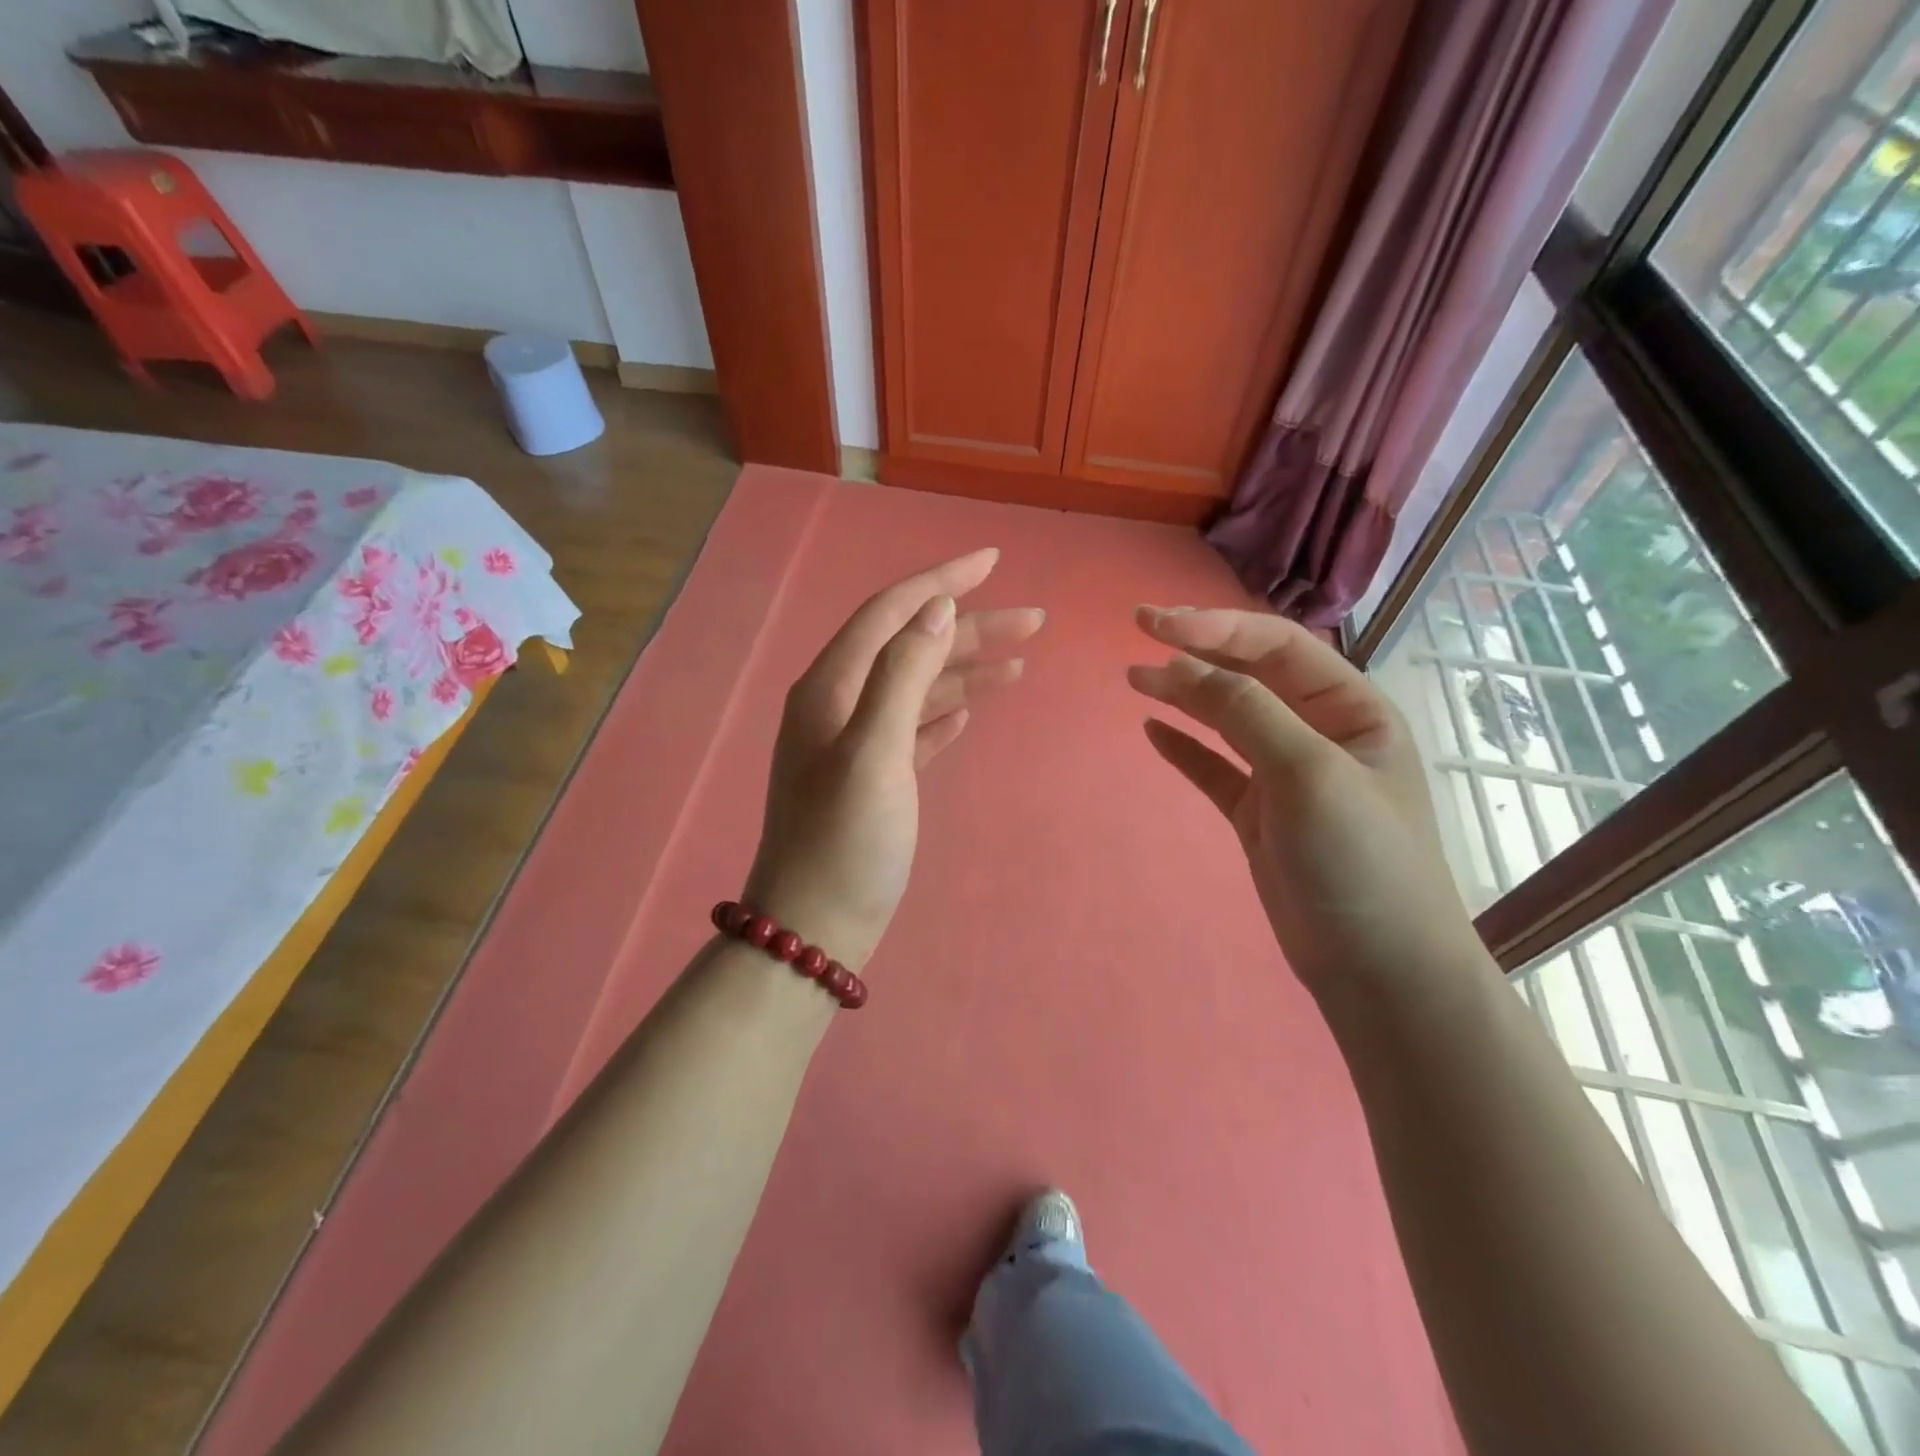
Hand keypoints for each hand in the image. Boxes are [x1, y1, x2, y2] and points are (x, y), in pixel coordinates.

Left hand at [744, 550, 1043, 969]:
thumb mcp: (874, 750)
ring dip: (965, 670)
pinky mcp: (873, 778)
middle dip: (970, 628)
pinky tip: (970, 711)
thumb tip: (936, 608)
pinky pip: (912, 727)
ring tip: (1019, 663)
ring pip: (917, 687)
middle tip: (1034, 621)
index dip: (942, 582)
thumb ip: (903, 674)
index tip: (994, 561)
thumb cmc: (845, 839)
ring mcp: (854, 743)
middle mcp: (839, 704)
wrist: (813, 928)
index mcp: (832, 687)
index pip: (892, 612)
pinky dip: (942, 712)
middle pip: (911, 646)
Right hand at [1127, 607, 1488, 1007]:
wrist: (1377, 968)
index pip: (1277, 647)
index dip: (1216, 628)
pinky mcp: (1259, 814)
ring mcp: (1286, 775)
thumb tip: (1183, 666)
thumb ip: (1248, 713)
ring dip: (1183, 695)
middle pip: (1250, 675)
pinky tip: (1154, 730)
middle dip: (1197, 650)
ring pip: (1227, 719)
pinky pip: (1215, 768)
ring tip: (1134, 677)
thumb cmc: (1360, 859)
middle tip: (1139, 628)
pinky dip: (1185, 748)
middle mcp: (1319, 732)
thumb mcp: (1309, 773)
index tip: (1156, 625)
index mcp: (1351, 709)